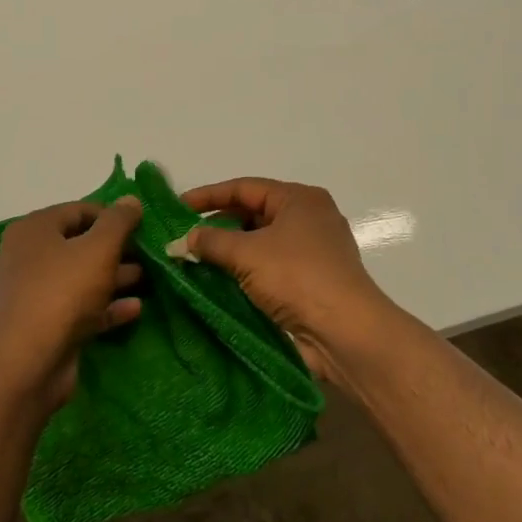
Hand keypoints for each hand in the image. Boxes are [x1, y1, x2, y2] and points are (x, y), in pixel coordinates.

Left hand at [0, 197, 144, 409]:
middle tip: (148, 254)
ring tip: (147, 279)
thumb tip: (131, 200)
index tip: (141, 226)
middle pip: (79, 244)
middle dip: (116, 249)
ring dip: (115, 277)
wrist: (30, 361)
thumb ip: (118, 221)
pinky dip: (105, 306)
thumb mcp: (99, 248)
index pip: (78, 210)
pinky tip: (135, 309)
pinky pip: (80, 307)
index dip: (111, 216)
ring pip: (81, 277)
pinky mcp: (45, 324)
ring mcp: (35, 292)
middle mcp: (29, 256)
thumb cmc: (64, 291)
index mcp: (34, 229)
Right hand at [178, 177, 404, 385]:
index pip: (245, 188)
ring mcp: (312, 253)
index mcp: (299, 200)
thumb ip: (210, 242)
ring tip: (193, 262)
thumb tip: (181, 241)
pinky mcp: (310, 283)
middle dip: (217, 227)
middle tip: (183, 239)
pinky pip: (269, 269)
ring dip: (228, 253)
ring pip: (260, 244)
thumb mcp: (246, 253)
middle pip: (252, 214)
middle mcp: (309, 219)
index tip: (177, 207)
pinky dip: (244, 273)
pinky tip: (218, 283)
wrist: (345, 333)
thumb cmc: (297, 277)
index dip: (208, 196)